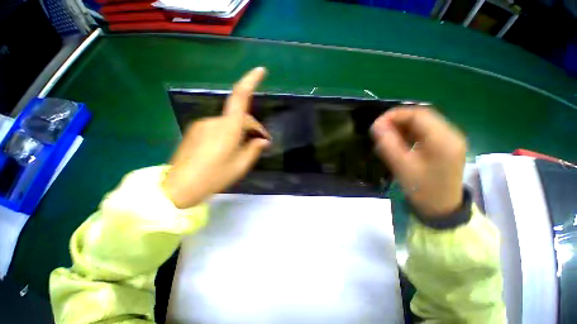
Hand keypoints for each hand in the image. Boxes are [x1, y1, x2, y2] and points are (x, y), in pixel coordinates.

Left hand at [162, 67, 270, 208]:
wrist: (179, 187)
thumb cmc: (215, 176)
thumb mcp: (241, 165)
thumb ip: (254, 149)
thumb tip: (263, 140)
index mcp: (228, 128)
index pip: (240, 97)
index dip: (250, 81)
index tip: (261, 70)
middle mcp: (214, 121)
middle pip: (239, 116)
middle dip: (253, 127)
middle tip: (262, 142)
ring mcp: (202, 125)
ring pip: (229, 123)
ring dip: (241, 131)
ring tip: (246, 147)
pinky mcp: (195, 131)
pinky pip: (219, 127)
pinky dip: (229, 133)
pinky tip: (229, 148)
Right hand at [371, 107, 465, 217]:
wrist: (442, 209)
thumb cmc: (423, 190)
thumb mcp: (402, 166)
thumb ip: (388, 144)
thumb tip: (376, 126)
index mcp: (443, 139)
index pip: (418, 114)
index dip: (394, 115)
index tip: (376, 125)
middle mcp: (450, 134)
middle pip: (421, 116)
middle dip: (397, 120)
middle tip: (379, 130)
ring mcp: (449, 139)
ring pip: (423, 123)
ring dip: (402, 126)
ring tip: (386, 136)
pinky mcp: (445, 145)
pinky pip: (425, 131)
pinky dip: (409, 132)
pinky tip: (399, 141)